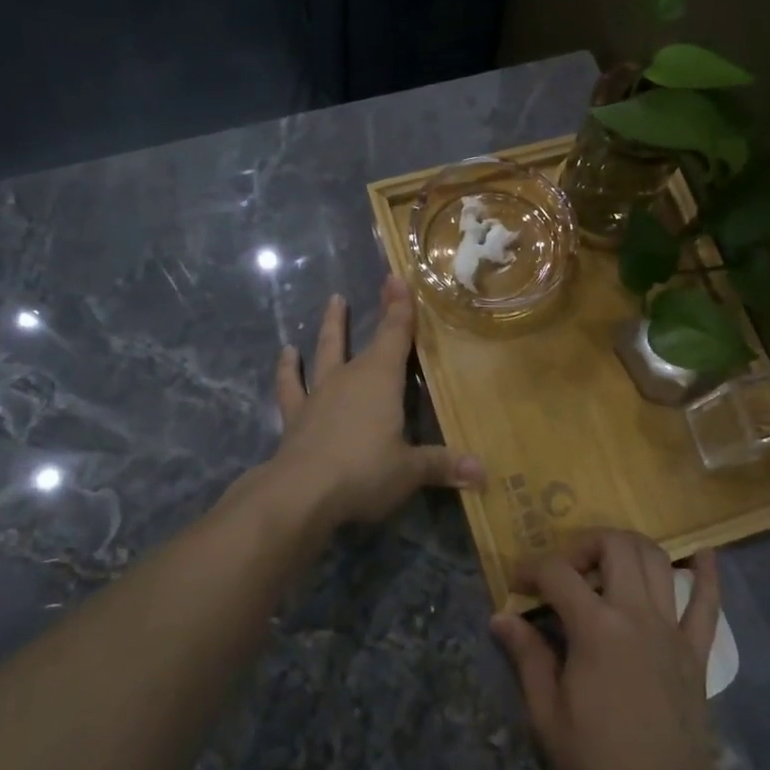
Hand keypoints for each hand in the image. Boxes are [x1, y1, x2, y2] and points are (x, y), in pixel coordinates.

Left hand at [268, 274, 483, 531]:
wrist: (301, 492)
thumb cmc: (364, 472)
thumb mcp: (410, 471)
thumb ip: (443, 466)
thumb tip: (483, 473)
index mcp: (381, 379)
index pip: (396, 334)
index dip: (400, 307)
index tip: (399, 277)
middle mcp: (349, 376)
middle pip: (366, 339)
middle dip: (378, 311)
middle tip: (382, 285)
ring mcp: (320, 393)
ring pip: (326, 351)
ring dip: (331, 327)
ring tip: (333, 302)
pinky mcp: (296, 414)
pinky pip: (291, 386)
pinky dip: (288, 370)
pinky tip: (286, 354)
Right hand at [490, 530, 745, 769]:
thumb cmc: (599, 762)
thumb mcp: (547, 715)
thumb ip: (527, 657)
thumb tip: (500, 617)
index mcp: (596, 628)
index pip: (558, 573)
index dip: (531, 569)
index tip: (517, 584)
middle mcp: (636, 613)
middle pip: (615, 546)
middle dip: (583, 544)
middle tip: (567, 570)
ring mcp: (672, 628)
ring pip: (657, 559)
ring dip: (629, 548)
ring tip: (608, 563)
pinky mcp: (697, 648)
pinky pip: (708, 601)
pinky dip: (705, 572)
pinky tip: (702, 553)